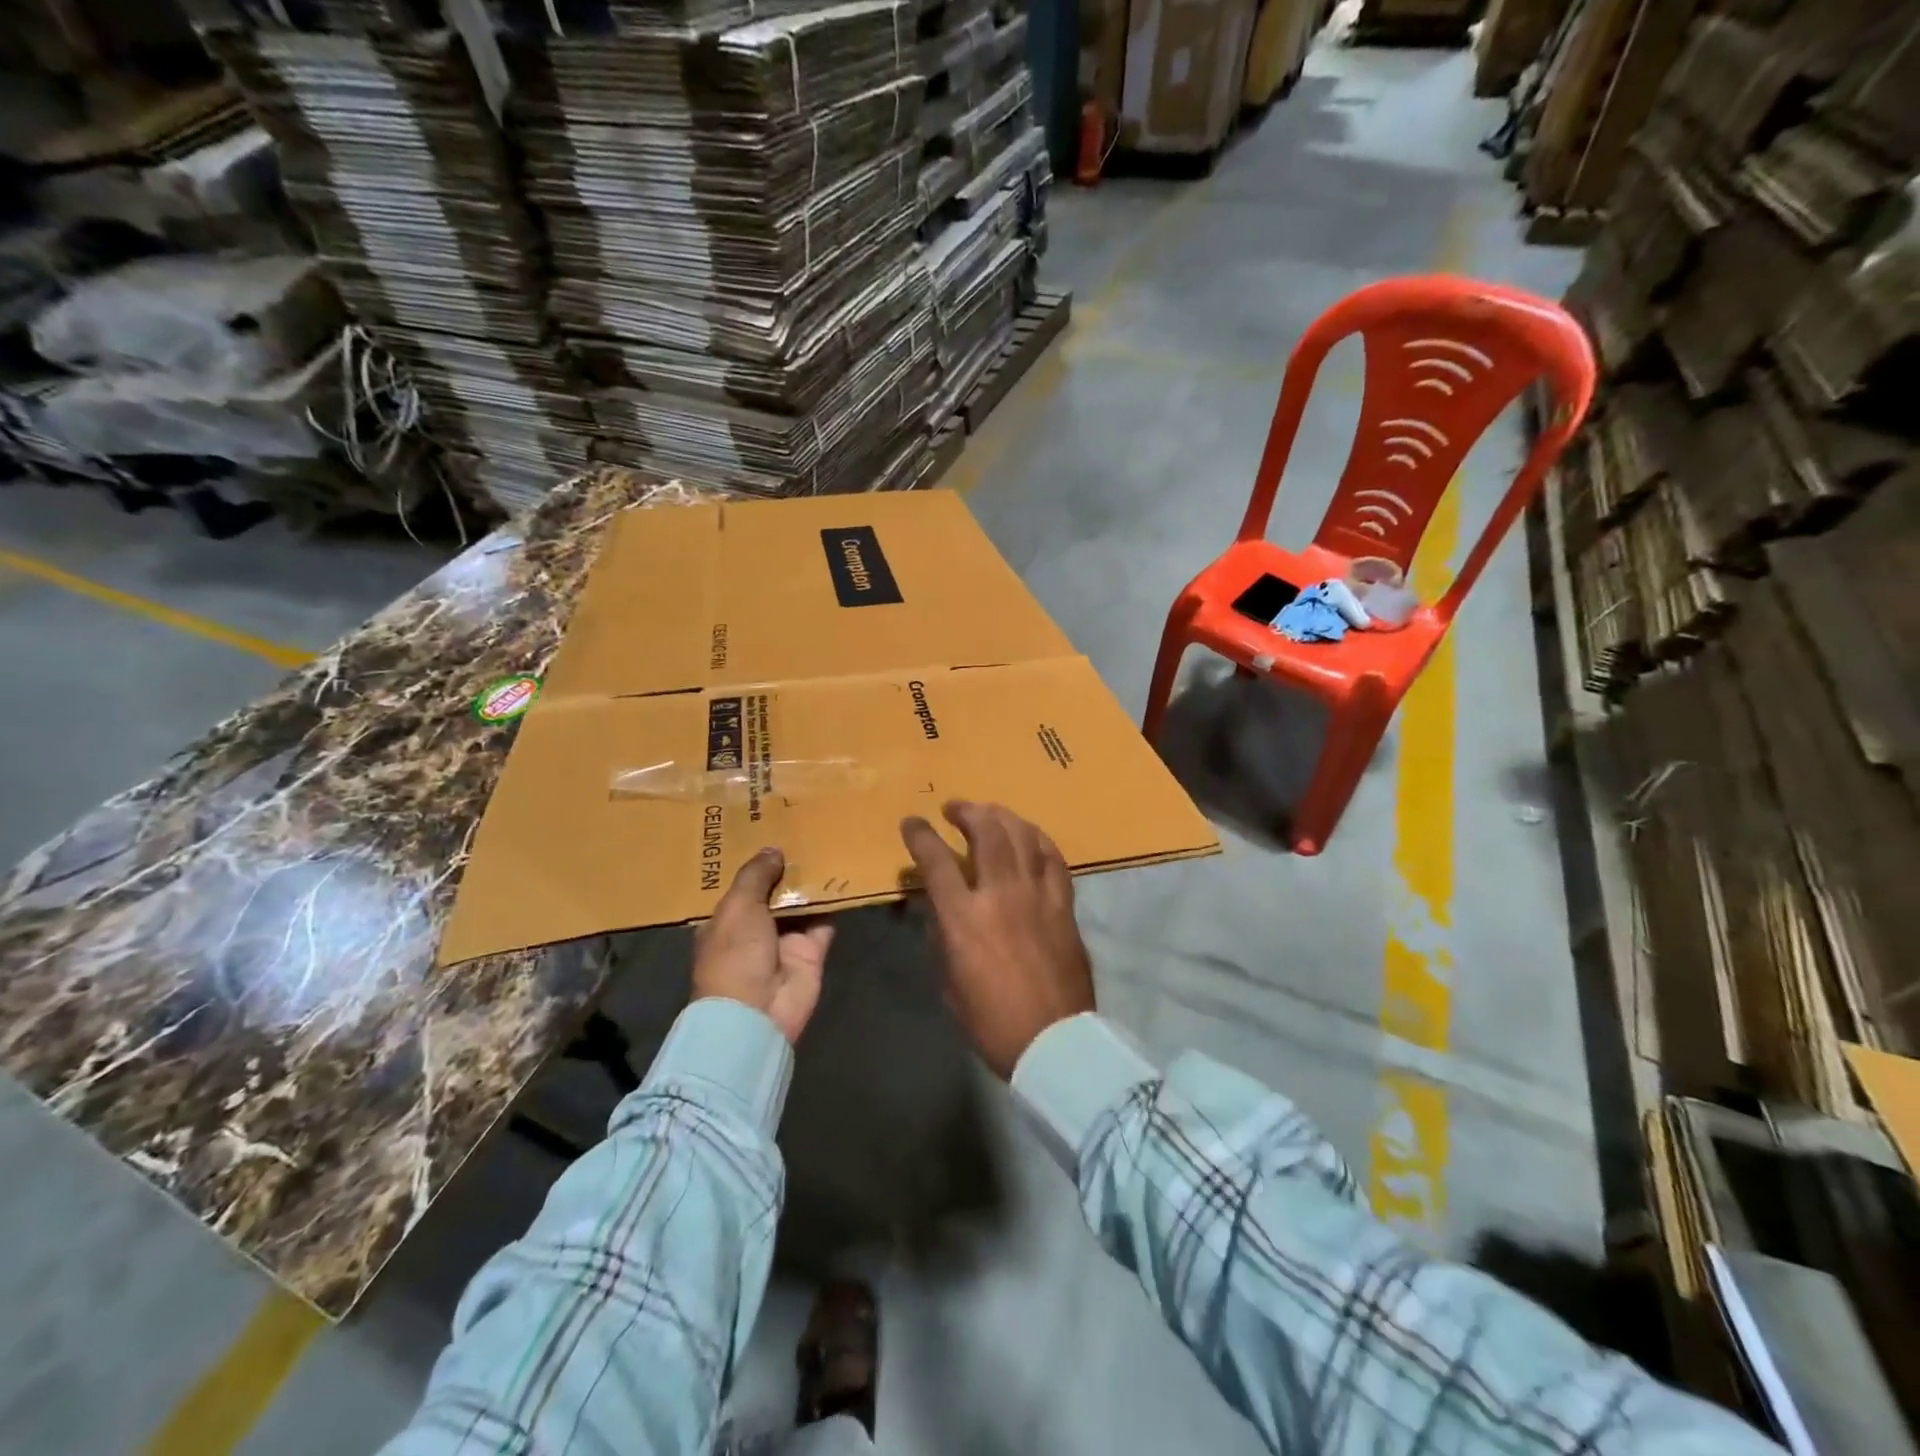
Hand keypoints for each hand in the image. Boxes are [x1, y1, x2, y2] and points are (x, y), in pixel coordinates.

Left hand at [692, 847, 835, 1044]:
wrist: (757, 1012)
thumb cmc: (735, 954)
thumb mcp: (737, 906)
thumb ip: (756, 875)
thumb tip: (773, 849)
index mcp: (726, 920)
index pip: (741, 886)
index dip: (754, 862)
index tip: (768, 832)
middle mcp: (754, 929)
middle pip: (774, 892)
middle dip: (786, 868)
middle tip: (804, 830)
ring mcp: (784, 941)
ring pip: (801, 904)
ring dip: (811, 882)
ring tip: (827, 843)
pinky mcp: (811, 951)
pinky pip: (825, 921)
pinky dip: (833, 903)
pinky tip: (843, 874)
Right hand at [900, 801, 1094, 1077]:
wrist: (1054, 1040)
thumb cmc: (991, 1021)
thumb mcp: (948, 982)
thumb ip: (942, 936)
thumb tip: (940, 907)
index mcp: (964, 917)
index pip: (936, 860)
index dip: (920, 835)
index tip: (912, 822)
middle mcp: (1001, 894)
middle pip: (986, 832)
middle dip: (967, 812)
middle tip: (955, 808)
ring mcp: (1038, 895)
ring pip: (1022, 836)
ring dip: (1002, 817)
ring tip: (990, 813)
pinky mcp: (1064, 904)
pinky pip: (1053, 858)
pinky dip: (1038, 840)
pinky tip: (1030, 836)